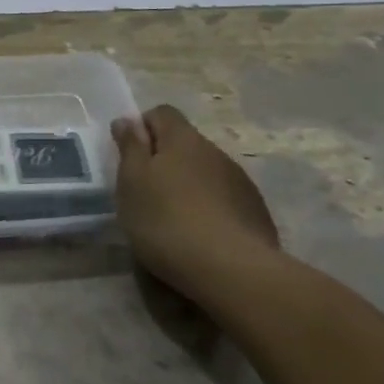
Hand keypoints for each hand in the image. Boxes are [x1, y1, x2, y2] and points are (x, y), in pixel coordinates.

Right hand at [111, 105, 278, 294]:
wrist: (232, 271)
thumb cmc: (167, 220)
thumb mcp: (132, 182)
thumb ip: (129, 147)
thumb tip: (127, 120)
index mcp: (182, 138)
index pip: (161, 113)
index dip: (143, 128)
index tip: (130, 157)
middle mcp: (214, 151)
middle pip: (185, 143)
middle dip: (165, 161)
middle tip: (146, 194)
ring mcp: (240, 181)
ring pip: (206, 172)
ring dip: (189, 186)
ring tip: (174, 221)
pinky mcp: (256, 212)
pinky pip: (225, 199)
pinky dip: (210, 209)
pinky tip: (202, 237)